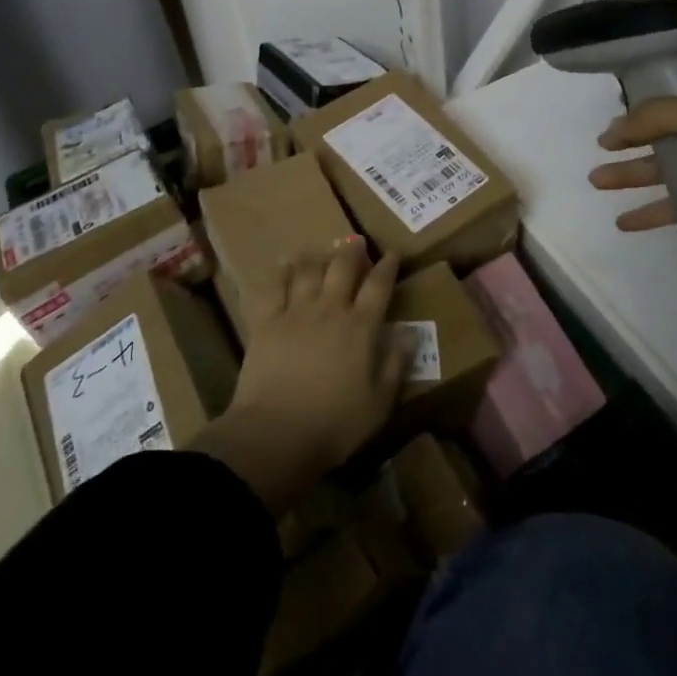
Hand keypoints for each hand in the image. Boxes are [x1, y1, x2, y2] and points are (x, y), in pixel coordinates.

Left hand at [196, 238, 407, 514]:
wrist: (275, 434)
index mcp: (361, 328)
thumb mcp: (379, 403)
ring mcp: (295, 313)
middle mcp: (330, 310)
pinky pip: (273, 288)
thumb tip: (410, 335)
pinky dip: (280, 273)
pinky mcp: (266, 323)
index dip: (387, 267)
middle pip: (343, 268)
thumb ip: (395, 366)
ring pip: (308, 271)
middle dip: (352, 251)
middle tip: (356, 241)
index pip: (379, 286)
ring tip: (321, 250)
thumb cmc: (334, 424)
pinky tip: (283, 265)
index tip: (392, 253)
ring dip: (317, 256)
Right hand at [588, 59, 676, 246]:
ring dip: (633, 174)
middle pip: (667, 127)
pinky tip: (625, 223)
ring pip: (669, 167)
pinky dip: (655, 213)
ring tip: (596, 181)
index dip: (648, 84)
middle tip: (601, 146)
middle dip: (632, 136)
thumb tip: (612, 130)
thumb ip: (654, 117)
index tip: (616, 93)